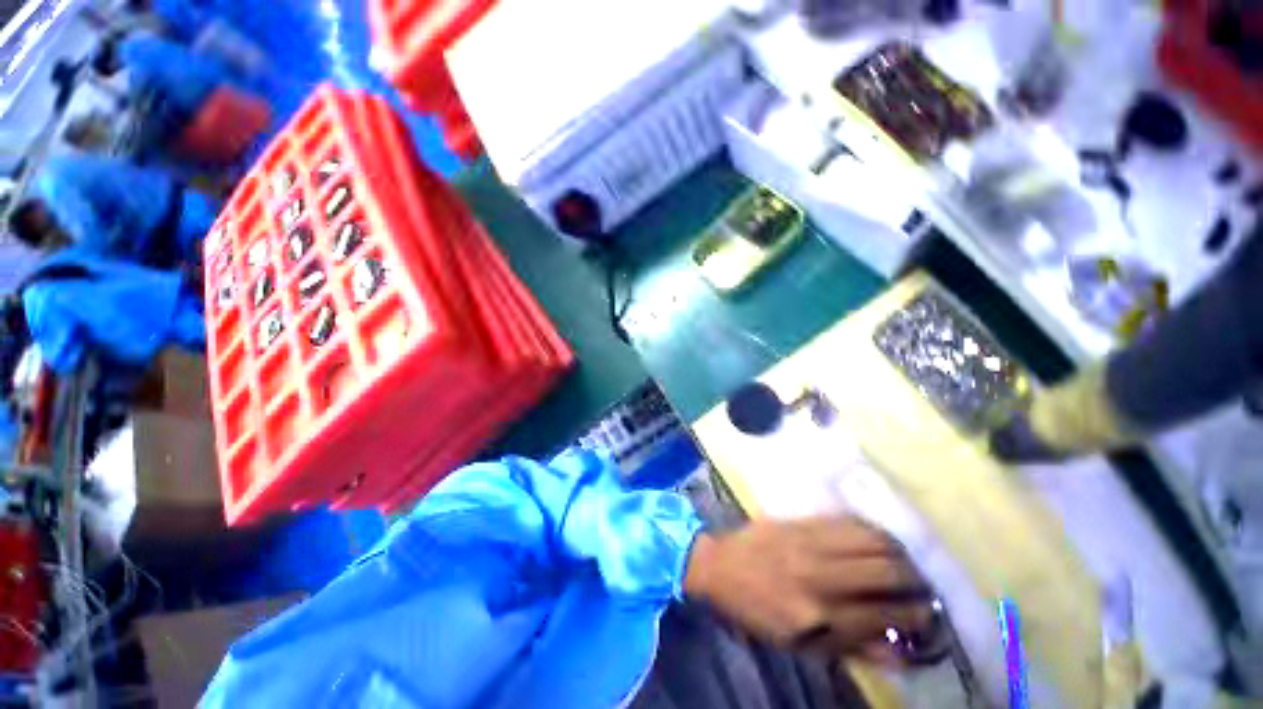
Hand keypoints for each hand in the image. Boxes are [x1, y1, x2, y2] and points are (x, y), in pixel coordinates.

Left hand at [684, 517, 932, 661]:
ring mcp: (809, 542)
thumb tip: (902, 653)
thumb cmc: (757, 612)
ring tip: (905, 564)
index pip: (885, 615)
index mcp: (818, 616)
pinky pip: (847, 521)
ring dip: (899, 553)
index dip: (915, 618)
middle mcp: (820, 576)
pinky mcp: (800, 522)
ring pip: (872, 540)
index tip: (928, 617)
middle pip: (887, 572)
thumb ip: (853, 649)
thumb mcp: (801, 646)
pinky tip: (878, 540)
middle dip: (915, 582)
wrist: (719, 566)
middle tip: (921, 588)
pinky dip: (872, 531)